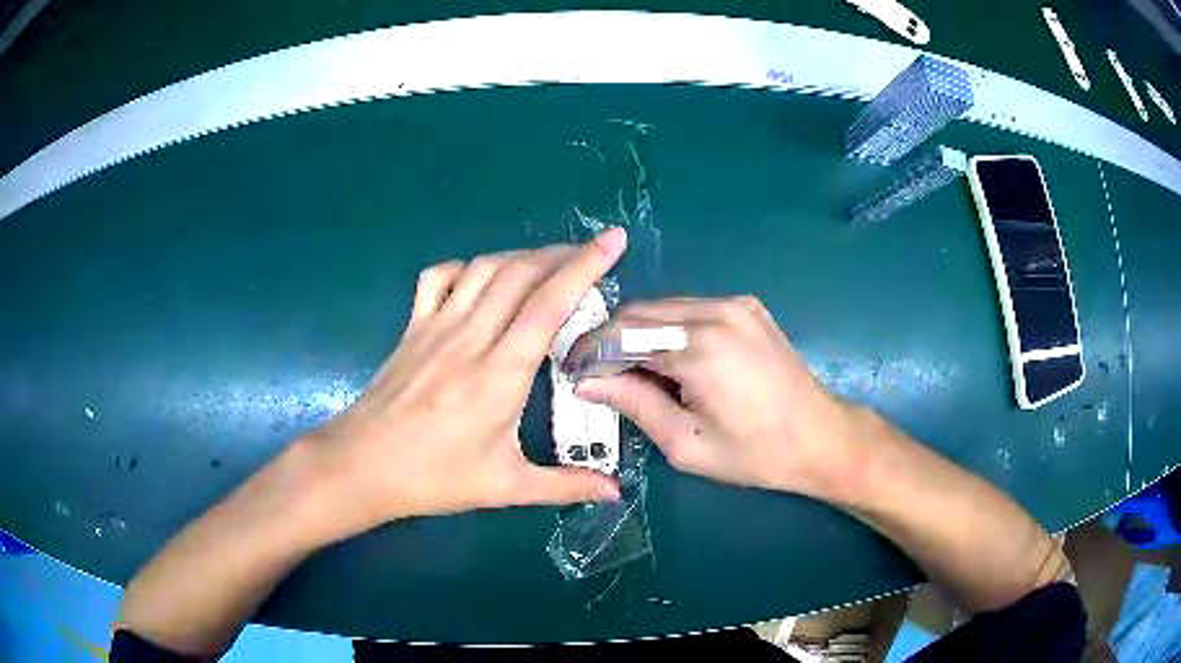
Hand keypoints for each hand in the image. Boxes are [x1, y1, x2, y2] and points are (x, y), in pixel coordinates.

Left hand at [300, 230, 626, 540]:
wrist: (362, 466)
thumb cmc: (434, 478)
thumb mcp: (505, 487)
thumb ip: (565, 485)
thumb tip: (615, 492)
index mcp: (500, 375)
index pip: (549, 304)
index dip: (585, 266)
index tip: (613, 239)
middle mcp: (470, 338)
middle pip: (520, 274)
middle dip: (561, 254)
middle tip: (590, 253)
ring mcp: (436, 327)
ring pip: (483, 269)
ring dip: (520, 256)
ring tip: (547, 262)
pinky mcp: (412, 328)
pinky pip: (439, 278)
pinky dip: (466, 267)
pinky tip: (480, 280)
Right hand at [575, 296, 863, 500]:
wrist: (820, 437)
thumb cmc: (754, 453)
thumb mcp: (686, 443)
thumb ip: (634, 404)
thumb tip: (586, 381)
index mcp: (699, 347)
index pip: (621, 335)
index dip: (589, 352)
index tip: (571, 372)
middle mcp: (715, 311)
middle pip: (639, 313)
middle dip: (610, 340)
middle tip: (595, 373)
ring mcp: (735, 304)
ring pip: (663, 307)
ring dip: (638, 333)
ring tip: (629, 369)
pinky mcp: (746, 306)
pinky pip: (691, 308)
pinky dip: (668, 328)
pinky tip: (669, 358)